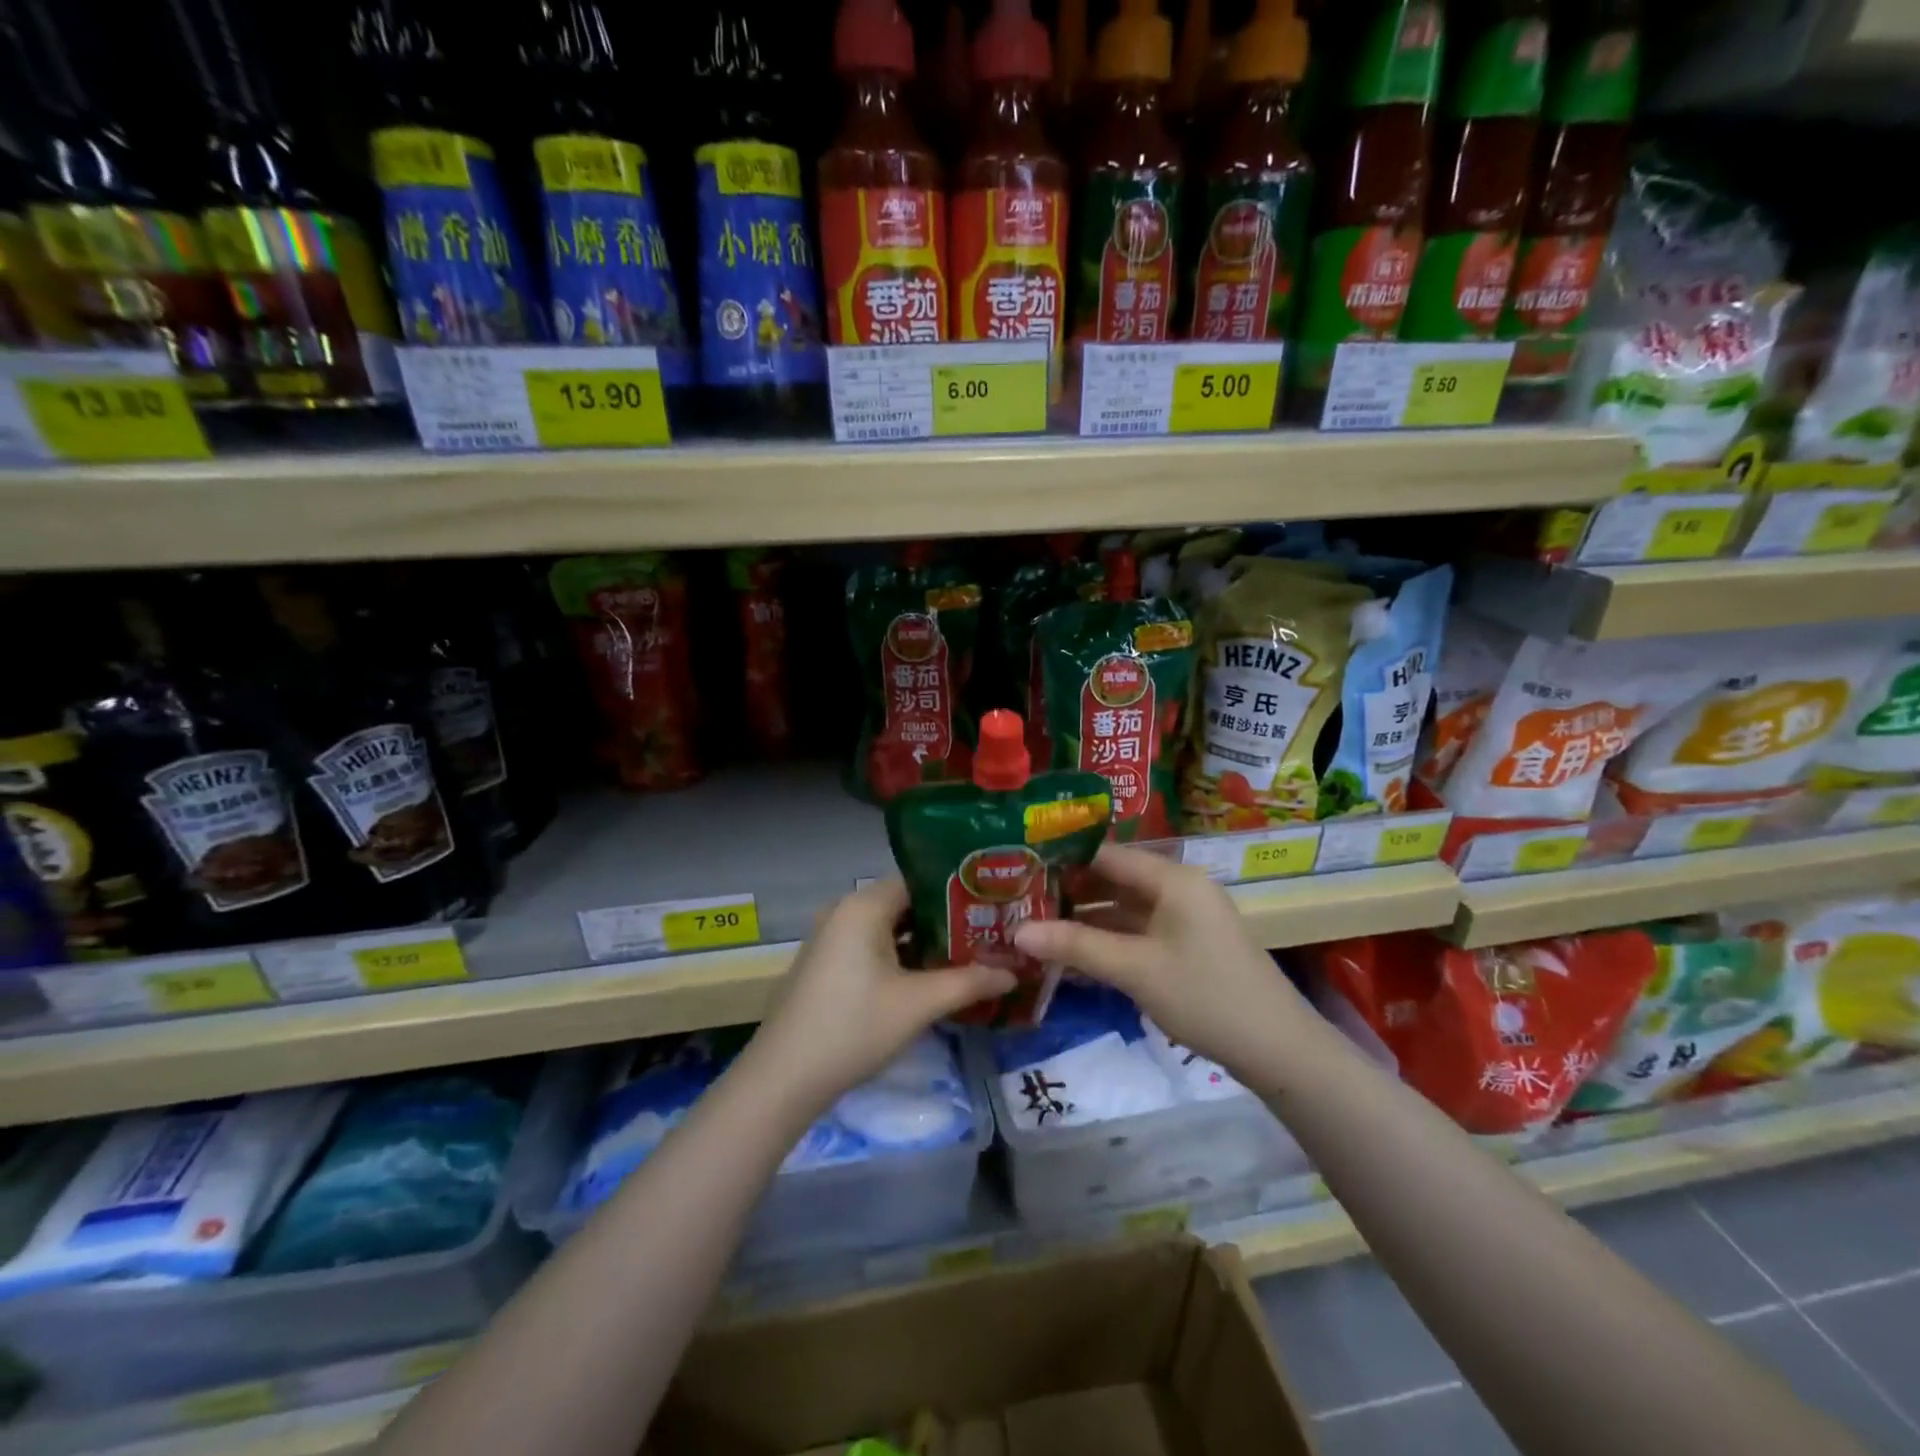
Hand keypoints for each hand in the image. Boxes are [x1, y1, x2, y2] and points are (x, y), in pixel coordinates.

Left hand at [744, 878, 1014, 1112]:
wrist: (784, 1077)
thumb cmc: (854, 1028)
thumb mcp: (918, 1004)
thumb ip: (969, 983)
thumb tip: (1014, 972)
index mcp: (864, 905)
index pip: (920, 879)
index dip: (959, 890)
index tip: (993, 904)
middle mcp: (845, 910)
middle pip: (906, 902)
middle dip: (948, 919)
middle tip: (991, 931)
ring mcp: (832, 937)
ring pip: (890, 927)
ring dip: (926, 941)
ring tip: (971, 953)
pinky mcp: (828, 963)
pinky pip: (874, 945)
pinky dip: (902, 955)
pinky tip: (931, 976)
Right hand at [1013, 845, 1316, 1088]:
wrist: (1277, 1050)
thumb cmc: (1204, 996)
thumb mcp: (1135, 970)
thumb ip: (1075, 946)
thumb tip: (1016, 931)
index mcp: (1172, 878)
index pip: (1107, 854)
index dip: (1063, 860)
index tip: (1020, 870)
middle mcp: (1179, 888)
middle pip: (1114, 881)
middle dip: (1070, 893)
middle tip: (1020, 902)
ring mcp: (1185, 919)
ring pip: (1124, 910)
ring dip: (1086, 921)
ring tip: (1036, 928)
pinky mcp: (1187, 946)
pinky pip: (1138, 933)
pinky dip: (1108, 941)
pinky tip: (1072, 956)